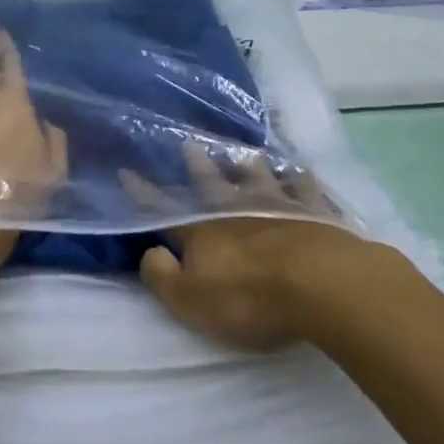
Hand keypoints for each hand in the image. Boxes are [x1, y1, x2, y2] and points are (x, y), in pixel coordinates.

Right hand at [125, 142, 369, 352]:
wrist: (315, 280)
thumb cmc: (248, 296)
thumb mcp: (191, 300)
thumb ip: (163, 277)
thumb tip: (149, 252)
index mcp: (202, 229)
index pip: (164, 208)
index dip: (144, 192)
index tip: (127, 170)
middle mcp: (235, 207)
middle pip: (212, 181)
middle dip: (199, 165)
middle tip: (190, 143)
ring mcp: (275, 204)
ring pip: (258, 176)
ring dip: (250, 165)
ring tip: (248, 152)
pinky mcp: (311, 212)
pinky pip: (304, 189)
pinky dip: (301, 179)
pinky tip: (302, 171)